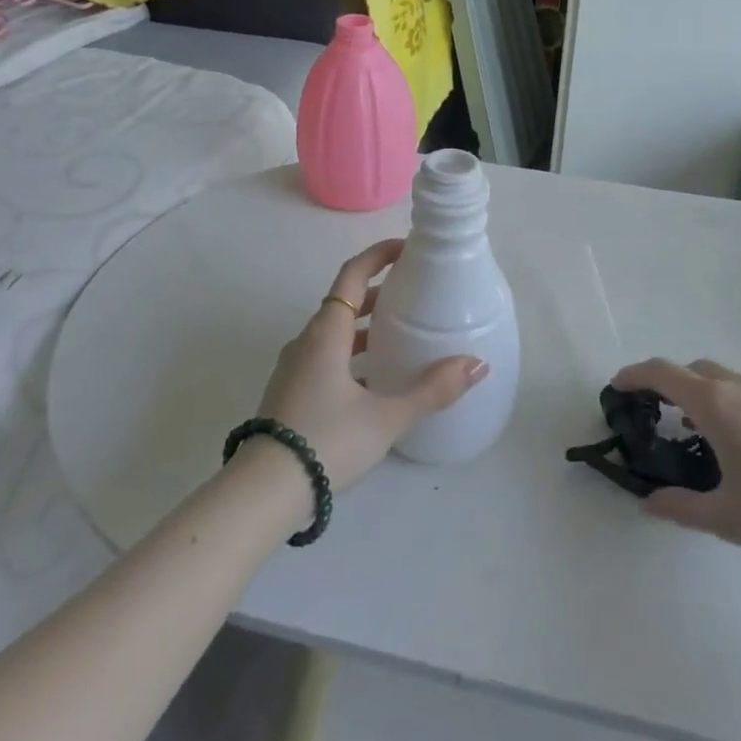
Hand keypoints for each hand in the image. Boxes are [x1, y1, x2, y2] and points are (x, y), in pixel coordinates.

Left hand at [253, 240, 488, 492]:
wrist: (263, 492)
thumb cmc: (327, 441)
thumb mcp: (386, 417)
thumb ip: (432, 390)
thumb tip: (477, 364)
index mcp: (326, 334)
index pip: (352, 276)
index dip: (378, 255)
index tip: (407, 248)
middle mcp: (306, 342)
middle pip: (344, 302)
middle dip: (379, 292)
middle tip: (414, 292)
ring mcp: (294, 368)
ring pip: (334, 332)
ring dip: (365, 325)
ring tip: (401, 333)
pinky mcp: (290, 392)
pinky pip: (325, 356)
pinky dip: (352, 352)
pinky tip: (374, 378)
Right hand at [615, 359, 740, 600]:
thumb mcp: (724, 517)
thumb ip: (679, 507)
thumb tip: (649, 503)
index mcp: (715, 405)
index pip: (662, 373)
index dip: (634, 376)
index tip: (616, 388)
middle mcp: (740, 389)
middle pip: (692, 369)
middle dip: (666, 382)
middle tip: (652, 411)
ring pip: (722, 378)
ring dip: (699, 391)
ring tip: (691, 429)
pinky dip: (725, 402)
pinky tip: (734, 441)